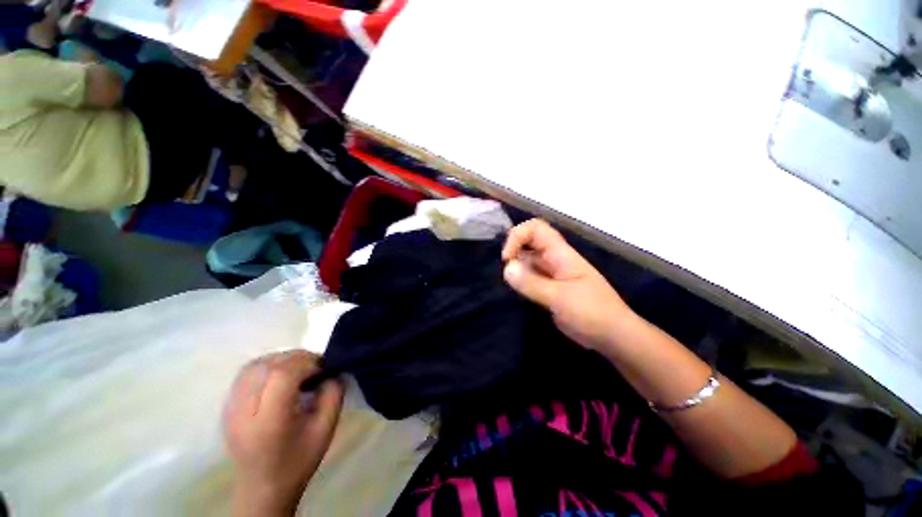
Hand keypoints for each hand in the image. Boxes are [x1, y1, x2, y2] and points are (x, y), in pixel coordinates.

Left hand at [224, 350, 343, 516]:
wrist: (262, 488)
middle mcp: (243, 412)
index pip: (283, 375)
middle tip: (316, 366)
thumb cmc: (298, 462)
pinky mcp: (227, 407)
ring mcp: (230, 408)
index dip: (308, 362)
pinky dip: (267, 366)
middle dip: (297, 358)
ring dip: (282, 359)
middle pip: (268, 366)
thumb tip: (333, 370)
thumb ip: (333, 394)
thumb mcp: (326, 429)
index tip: (324, 367)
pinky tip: (281, 375)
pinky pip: (246, 373)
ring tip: (299, 369)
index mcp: (269, 422)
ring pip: (255, 365)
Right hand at [502, 219, 635, 350]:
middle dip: (513, 253)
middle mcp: (553, 259)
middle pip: (528, 243)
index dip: (517, 236)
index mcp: (560, 253)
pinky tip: (515, 292)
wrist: (613, 337)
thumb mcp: (560, 297)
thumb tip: (506, 267)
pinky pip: (529, 278)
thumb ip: (531, 283)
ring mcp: (551, 274)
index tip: (507, 259)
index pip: (536, 229)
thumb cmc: (592, 313)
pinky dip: (519, 281)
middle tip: (505, 274)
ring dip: (514, 269)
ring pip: (527, 261)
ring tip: (508, 285)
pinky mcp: (548, 289)